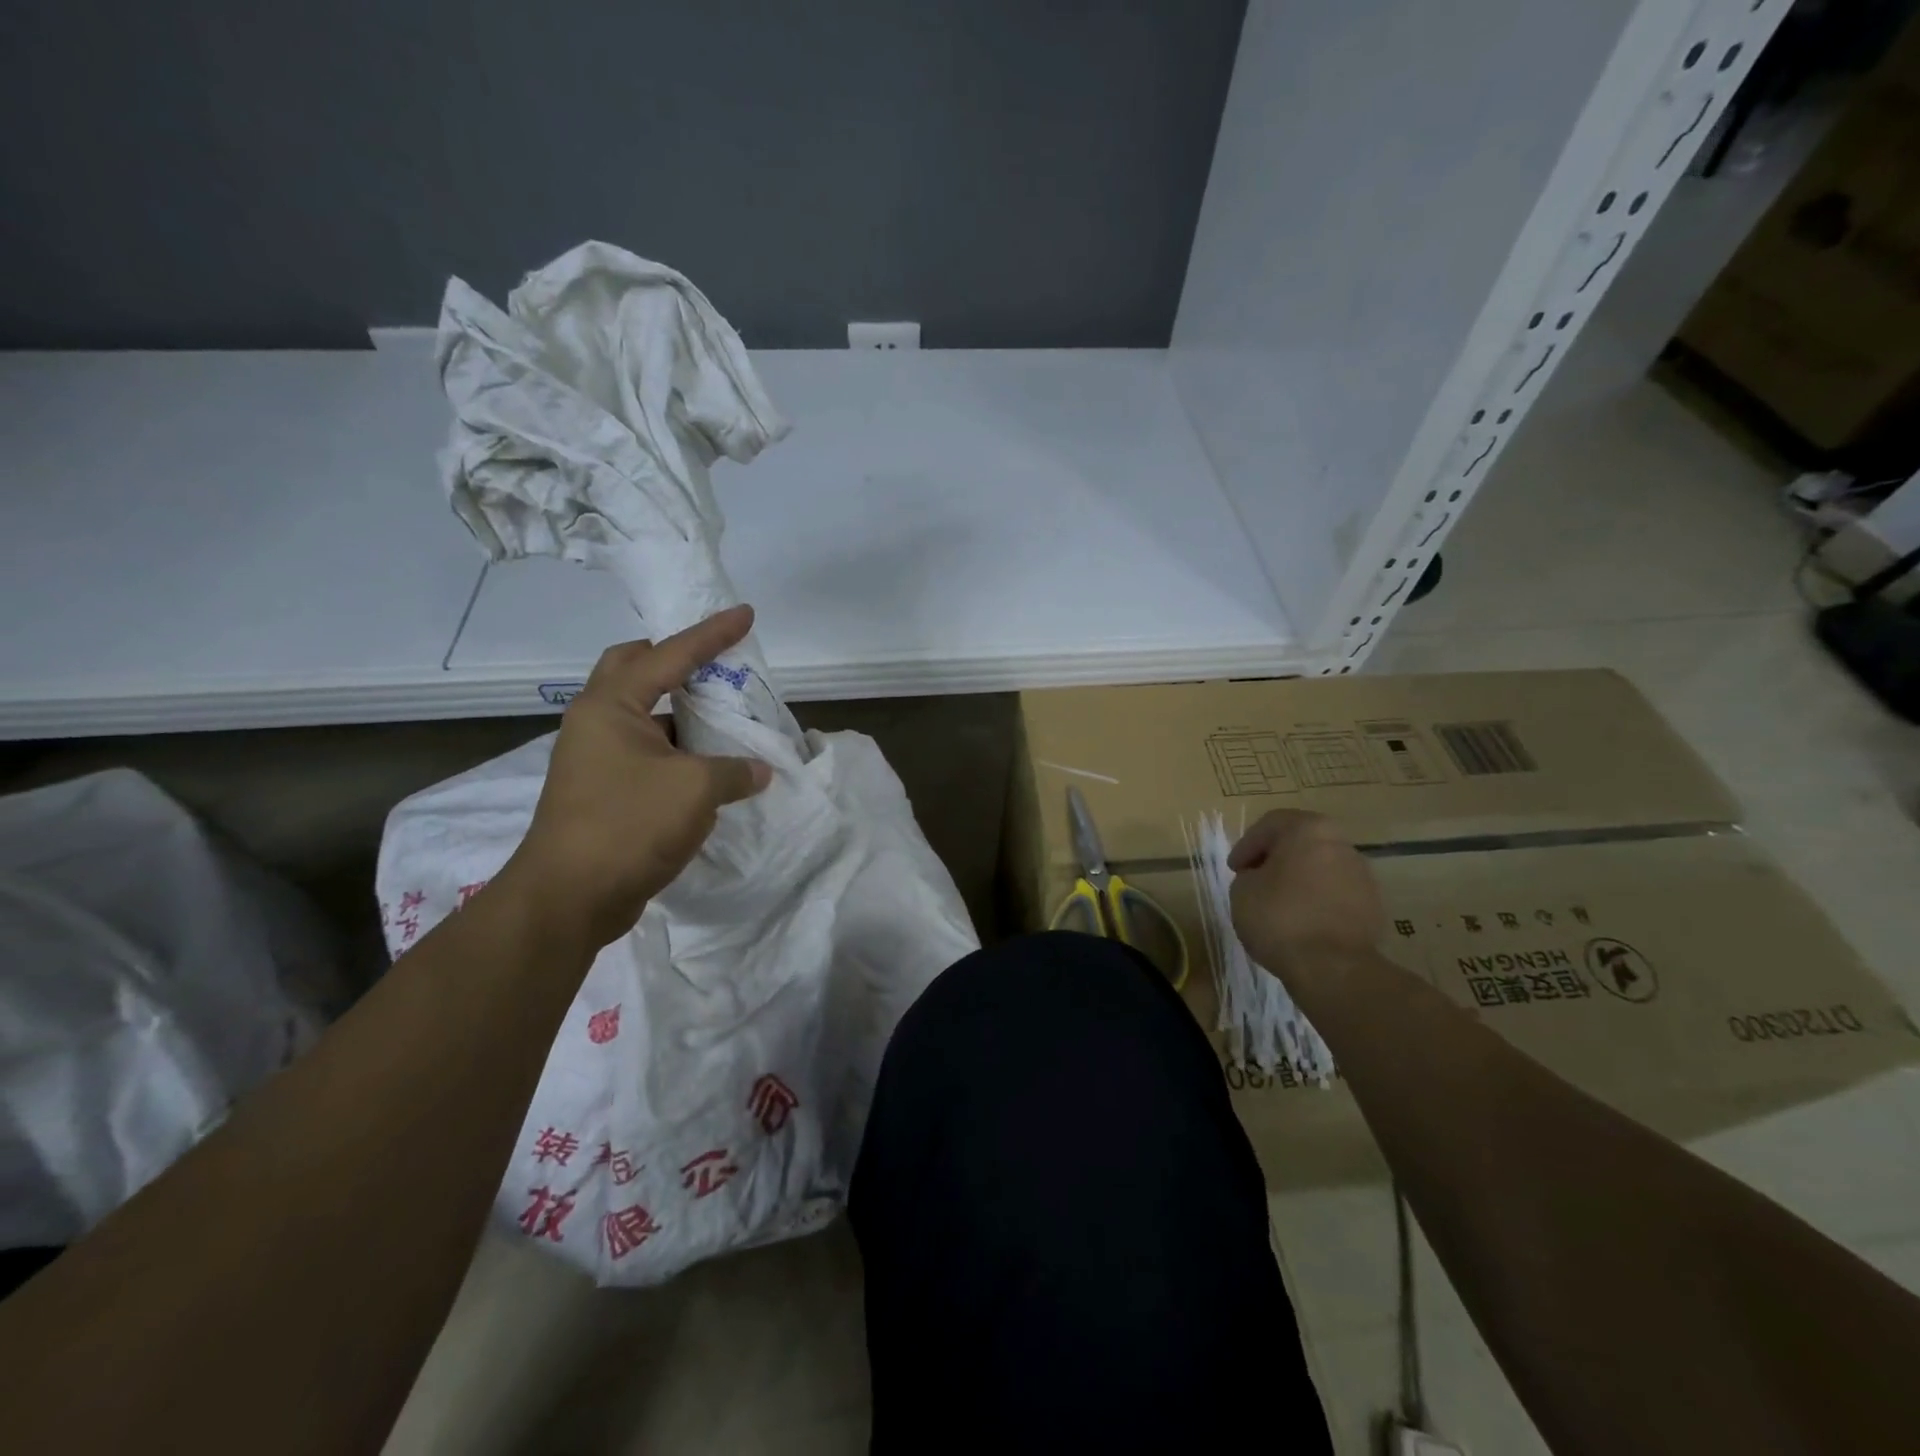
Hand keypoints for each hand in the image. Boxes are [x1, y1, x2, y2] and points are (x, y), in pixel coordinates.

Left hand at [498, 605, 772, 950]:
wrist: (569, 899)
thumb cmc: (628, 825)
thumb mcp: (696, 790)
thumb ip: (734, 771)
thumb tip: (758, 771)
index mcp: (610, 705)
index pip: (669, 654)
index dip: (711, 634)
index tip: (746, 615)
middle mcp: (597, 722)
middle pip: (634, 669)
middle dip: (674, 660)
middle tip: (713, 665)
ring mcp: (597, 759)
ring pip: (644, 716)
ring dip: (683, 714)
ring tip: (725, 718)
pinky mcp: (604, 791)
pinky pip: (648, 754)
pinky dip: (680, 752)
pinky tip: (711, 767)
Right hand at [1228, 811, 1384, 988]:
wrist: (1334, 968)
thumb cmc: (1280, 918)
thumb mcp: (1242, 890)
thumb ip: (1249, 874)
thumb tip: (1262, 878)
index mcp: (1309, 830)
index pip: (1270, 825)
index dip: (1246, 845)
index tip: (1234, 869)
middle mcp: (1341, 843)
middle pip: (1300, 842)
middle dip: (1275, 859)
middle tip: (1254, 879)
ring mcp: (1362, 875)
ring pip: (1320, 867)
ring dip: (1298, 879)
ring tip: (1278, 903)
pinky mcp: (1373, 905)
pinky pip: (1335, 893)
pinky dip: (1317, 900)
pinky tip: (1301, 921)